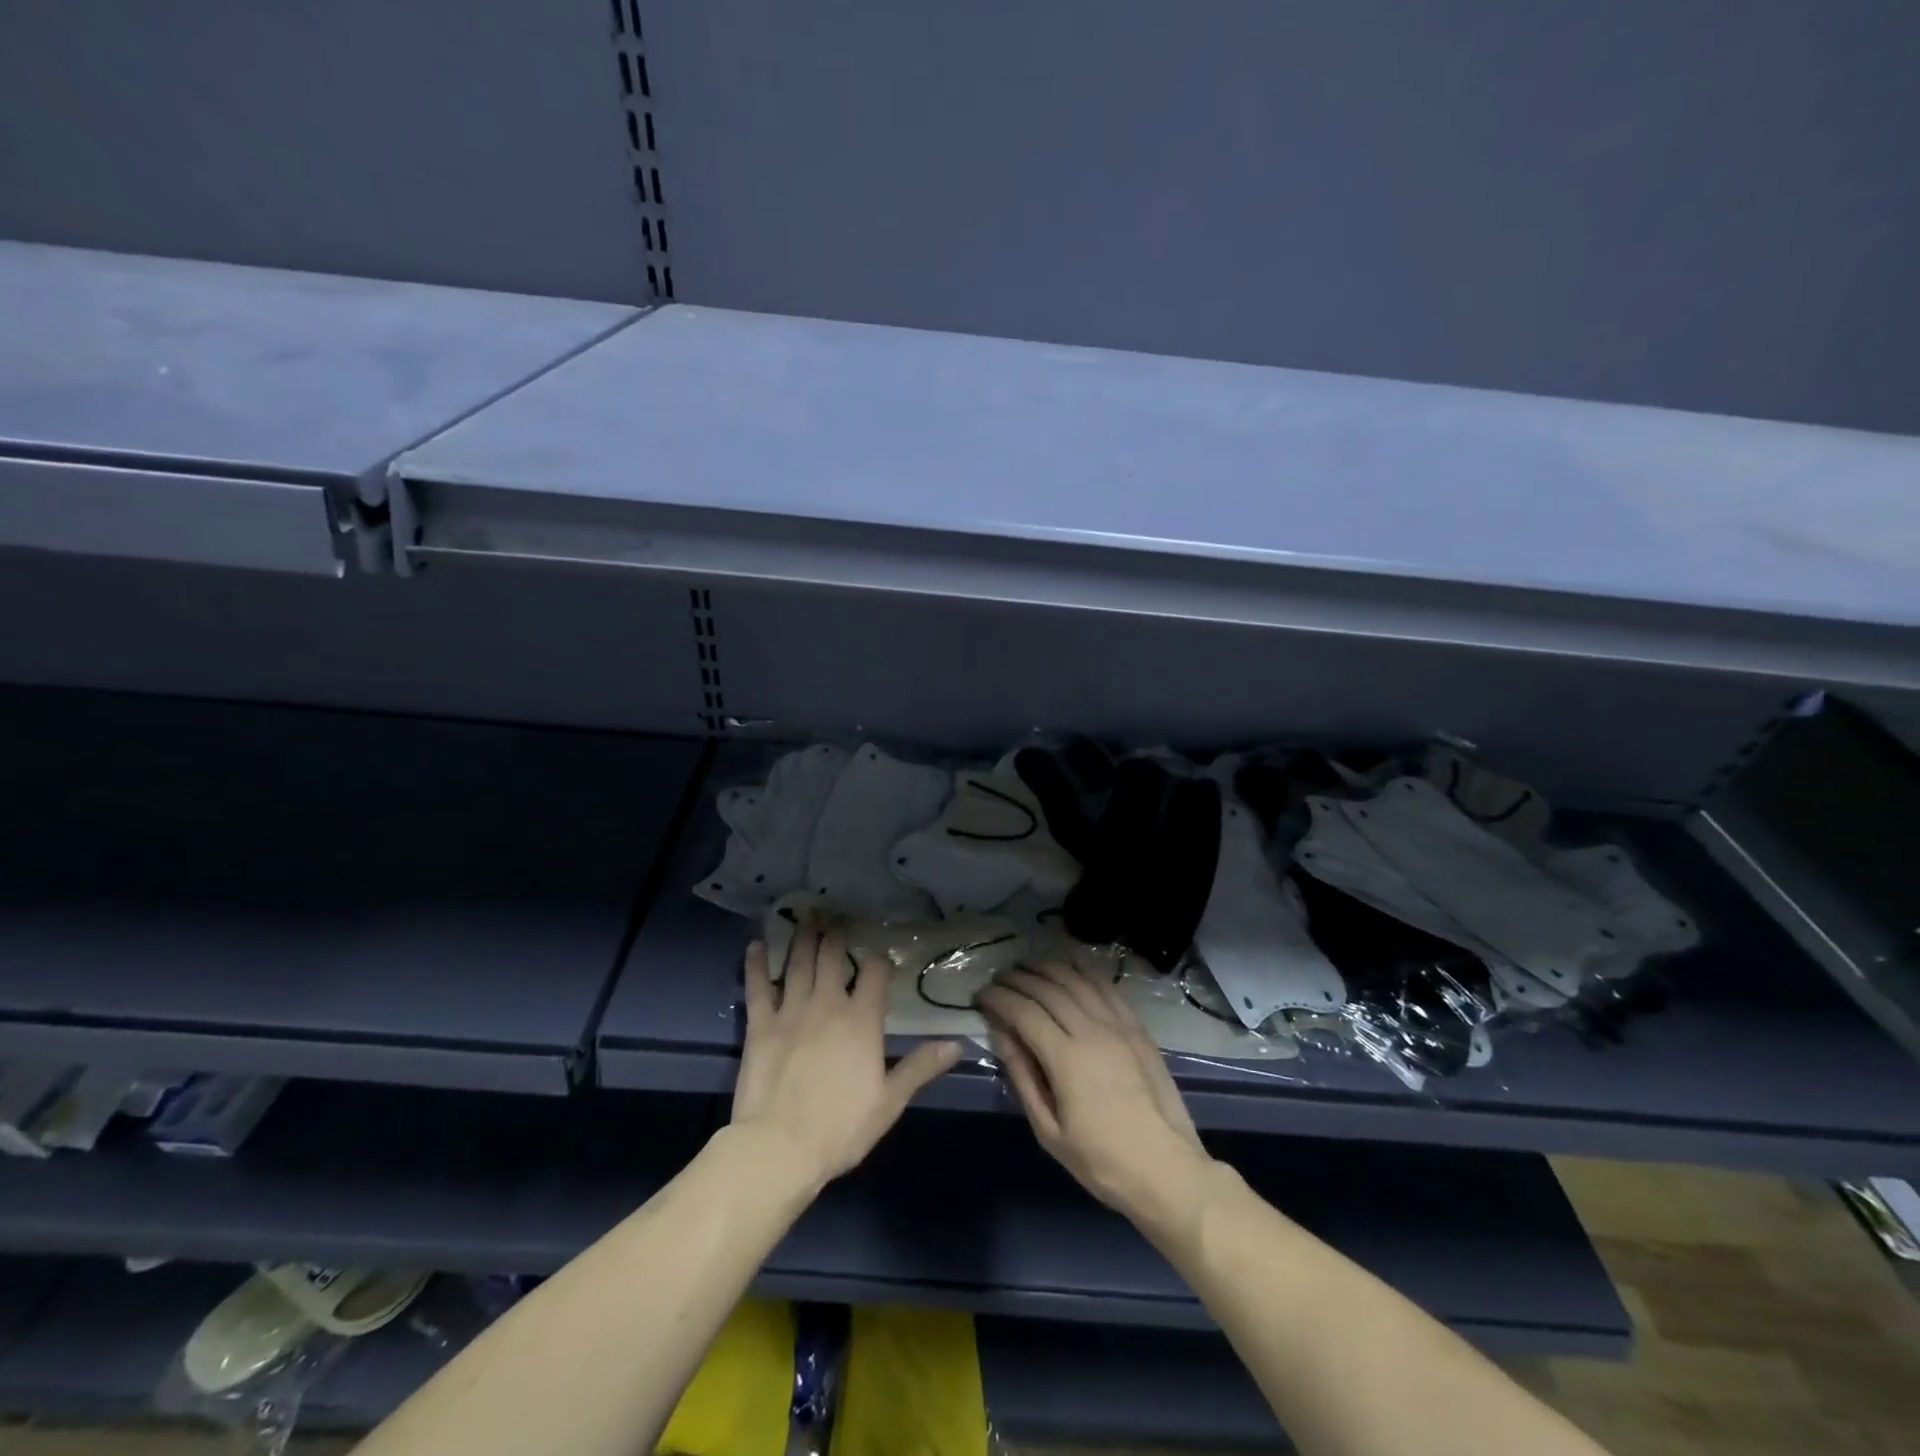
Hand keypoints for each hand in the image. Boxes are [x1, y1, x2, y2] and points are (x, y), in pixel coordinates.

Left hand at [730, 926, 962, 1188]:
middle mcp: (828, 1003)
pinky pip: (758, 986)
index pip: (874, 973)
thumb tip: (957, 1044)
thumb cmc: (841, 1127)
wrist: (780, 1147)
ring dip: (803, 938)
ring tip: (807, 917)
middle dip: (836, 935)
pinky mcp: (760, 1024)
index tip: (878, 954)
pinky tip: (757, 945)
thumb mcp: (890, 1101)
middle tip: (837, 918)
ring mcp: (791, 1010)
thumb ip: (921, 1067)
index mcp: (862, 1020)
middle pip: (833, 957)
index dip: (878, 960)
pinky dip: (757, 964)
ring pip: (799, 963)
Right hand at [978, 961, 1213, 1234]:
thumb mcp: (1049, 1131)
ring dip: (1048, 968)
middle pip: (1048, 989)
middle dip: (1018, 979)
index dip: (999, 998)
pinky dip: (1085, 967)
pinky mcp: (1137, 1027)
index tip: (980, 996)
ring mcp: (1118, 1025)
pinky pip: (1107, 986)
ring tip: (1027, 967)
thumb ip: (1022, 1077)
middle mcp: (1091, 1030)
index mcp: (1066, 1059)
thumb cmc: (1101, 1161)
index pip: (1024, 1012)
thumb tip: (1001, 1035)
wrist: (1166, 1169)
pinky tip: (1071, 959)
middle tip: (999, 979)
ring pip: (1076, 980)